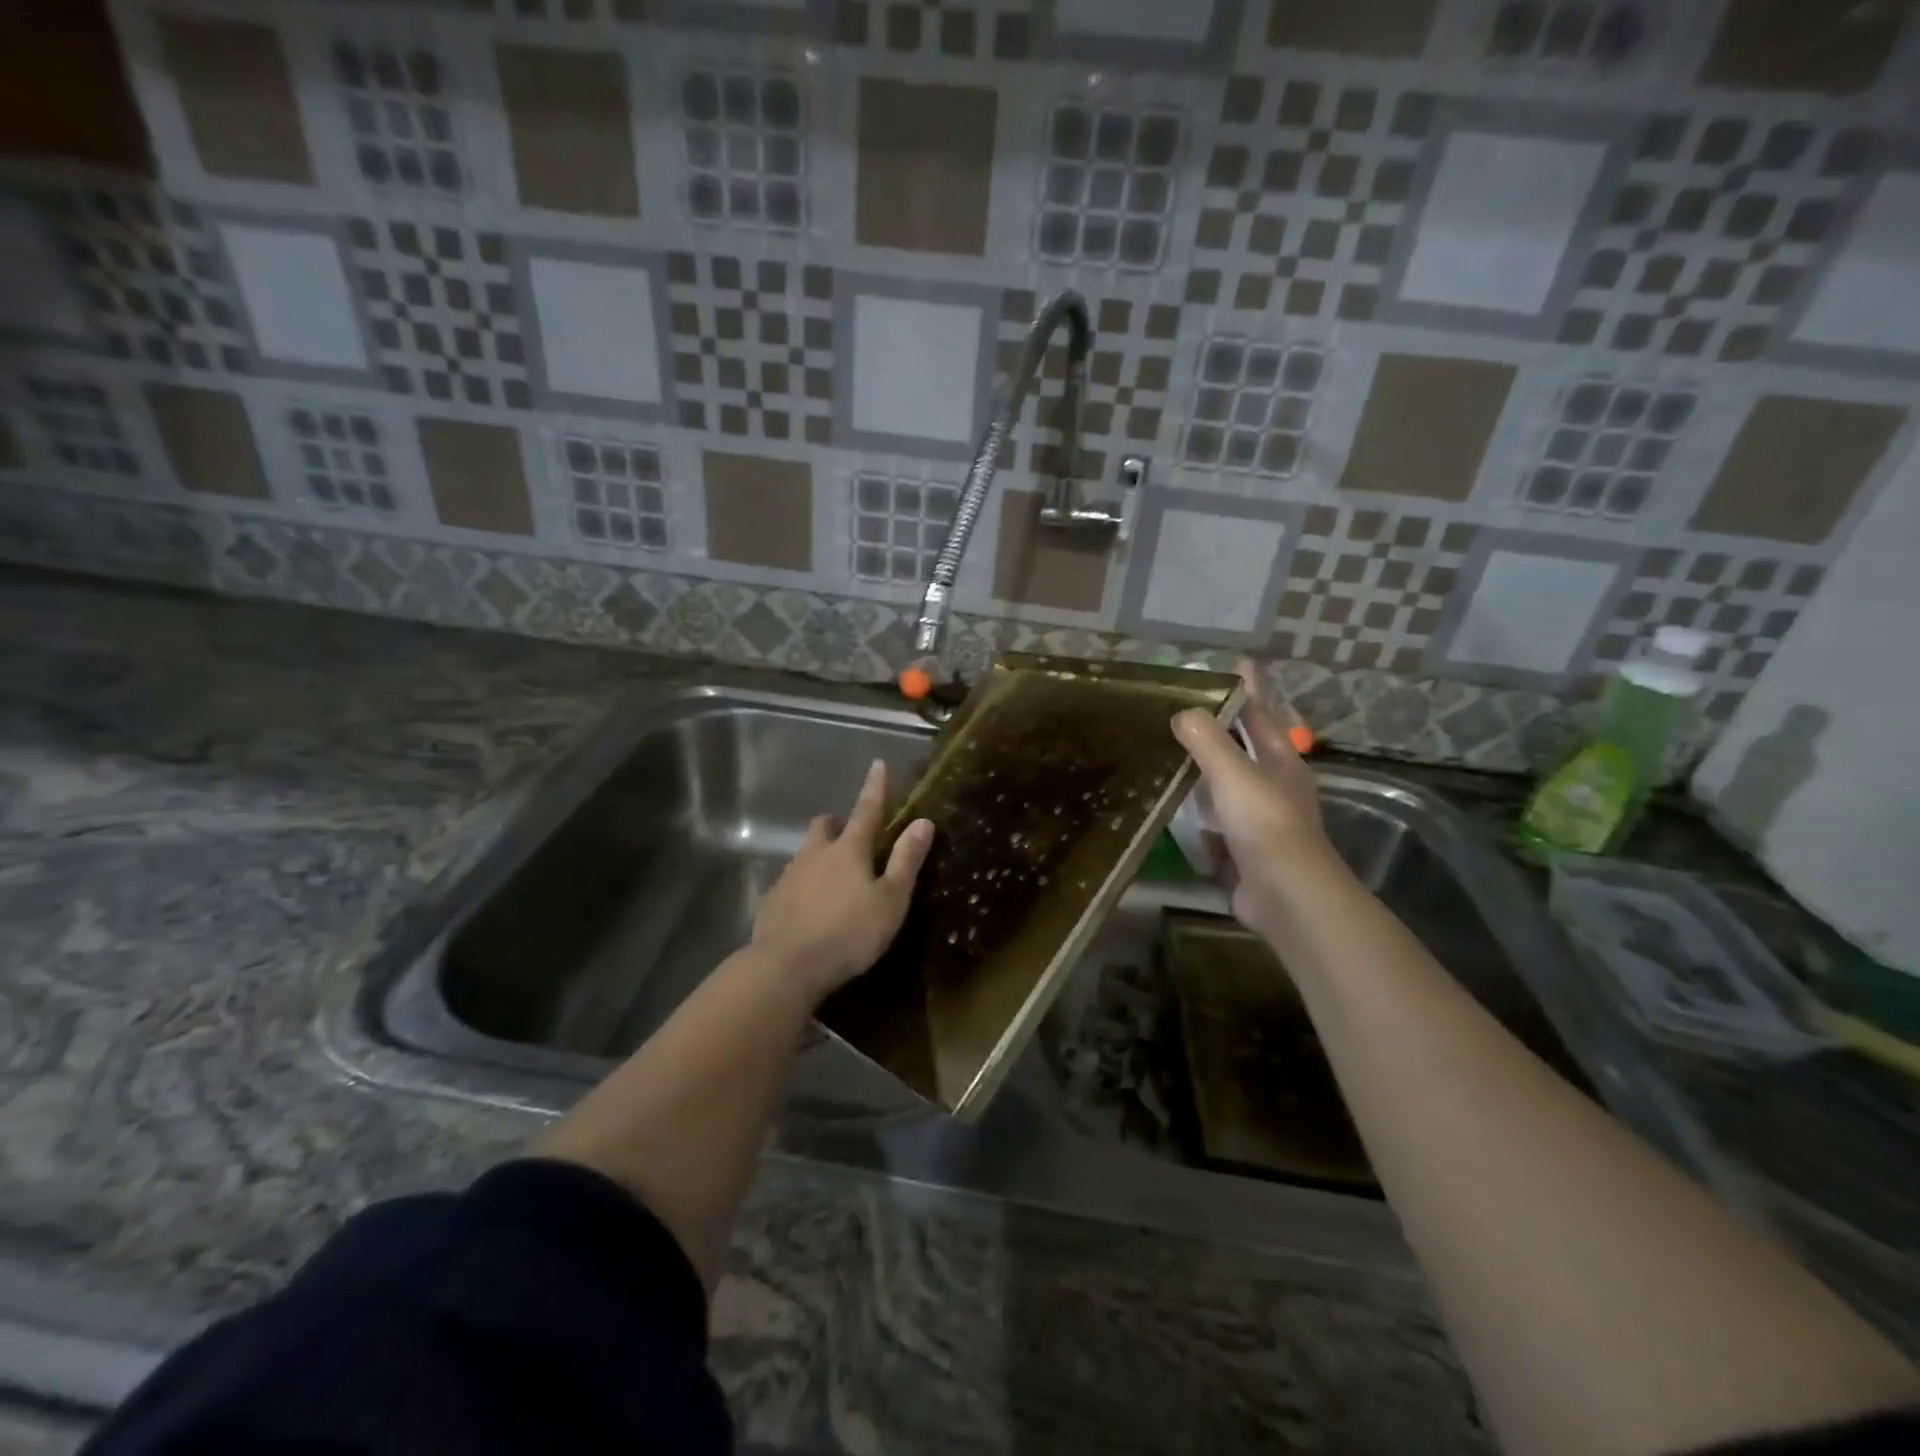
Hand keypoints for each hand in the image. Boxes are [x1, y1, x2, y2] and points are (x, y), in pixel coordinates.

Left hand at [752, 759, 933, 1004]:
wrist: (786, 966)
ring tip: (834, 879)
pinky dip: (804, 886)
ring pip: (806, 853)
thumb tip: (923, 821)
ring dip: (820, 855)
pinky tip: (811, 909)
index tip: (878, 764)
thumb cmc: (848, 933)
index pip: (867, 810)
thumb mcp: (890, 900)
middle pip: (825, 826)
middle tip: (851, 836)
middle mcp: (816, 854)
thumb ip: (906, 861)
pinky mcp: (772, 902)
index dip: (875, 788)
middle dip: (838, 823)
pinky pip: (791, 883)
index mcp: (849, 850)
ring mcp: (789, 877)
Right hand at [1172, 662, 1338, 934]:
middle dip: (1224, 729)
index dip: (1248, 689)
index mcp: (1280, 761)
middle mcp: (1275, 786)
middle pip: (1248, 748)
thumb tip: (1183, 712)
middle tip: (1188, 710)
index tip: (1236, 665)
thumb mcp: (1233, 773)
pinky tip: (1175, 810)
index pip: (1261, 714)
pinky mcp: (1245, 850)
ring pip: (1230, 786)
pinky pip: (1216, 822)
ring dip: (1207, 772)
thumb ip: (1207, 740)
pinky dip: (1199, 814)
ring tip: (1173, 755)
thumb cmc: (1263, 823)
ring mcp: (1261, 821)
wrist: (1284, 893)